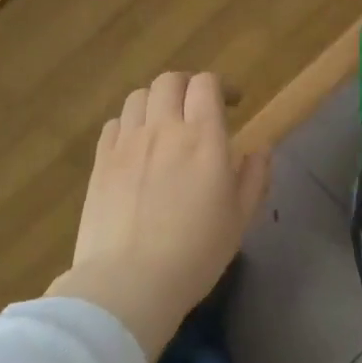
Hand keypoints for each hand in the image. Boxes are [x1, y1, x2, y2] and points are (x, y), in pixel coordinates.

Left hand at [46, 72, 270, 362]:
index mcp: (203, 138)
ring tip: (164, 125)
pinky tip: (136, 146)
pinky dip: (130, 124)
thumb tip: (261, 147)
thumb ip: (254, 177)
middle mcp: (163, 129)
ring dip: (156, 102)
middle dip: (187, 87)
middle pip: (169, 81)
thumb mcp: (239, 219)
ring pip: (138, 97)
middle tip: (197, 110)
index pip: (206, 85)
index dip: (220, 87)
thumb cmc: (195, 253)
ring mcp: (126, 143)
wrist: (129, 281)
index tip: (231, 104)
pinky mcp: (100, 161)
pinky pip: (114, 124)